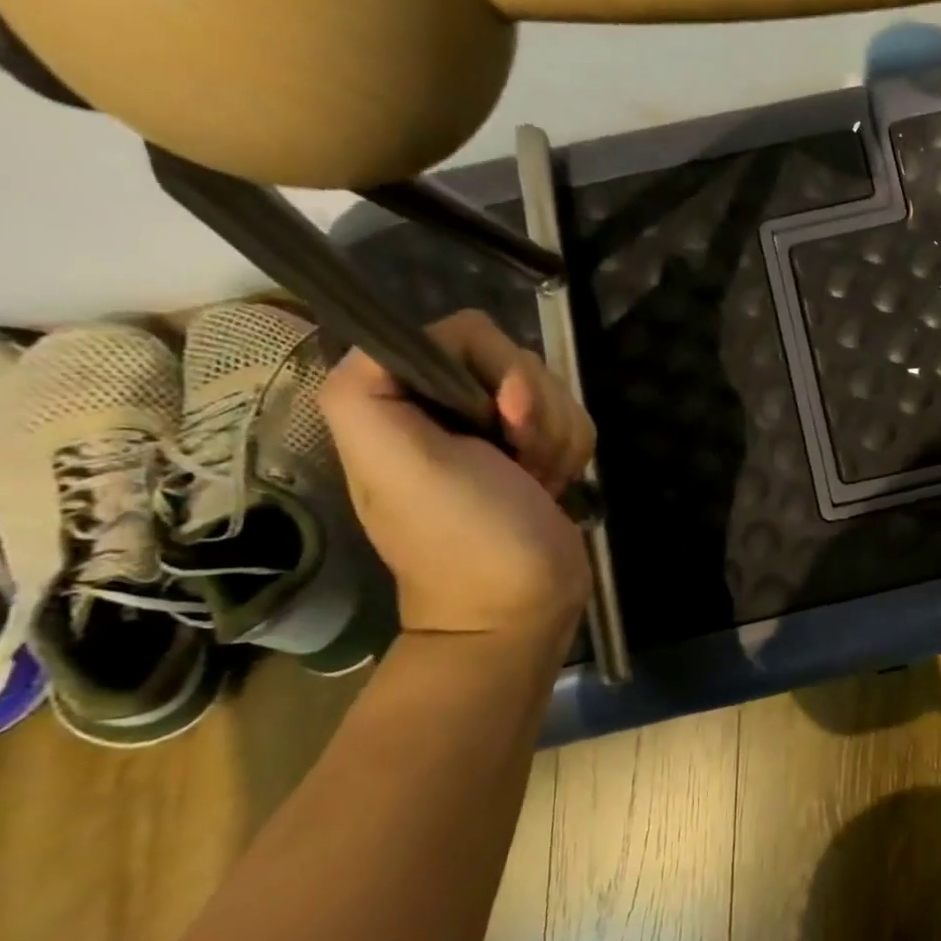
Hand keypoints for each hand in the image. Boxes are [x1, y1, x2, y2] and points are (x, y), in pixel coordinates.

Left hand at [319, 310, 594, 636]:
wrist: (520, 607)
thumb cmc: (465, 538)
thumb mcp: (397, 464)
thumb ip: (369, 391)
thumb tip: (413, 347)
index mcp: (401, 398)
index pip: (466, 333)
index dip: (499, 371)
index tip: (505, 422)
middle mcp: (445, 404)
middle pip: (517, 358)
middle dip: (536, 411)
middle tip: (521, 462)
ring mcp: (495, 428)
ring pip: (552, 389)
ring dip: (557, 437)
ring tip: (535, 482)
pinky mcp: (534, 449)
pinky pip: (572, 418)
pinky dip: (572, 452)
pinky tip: (551, 487)